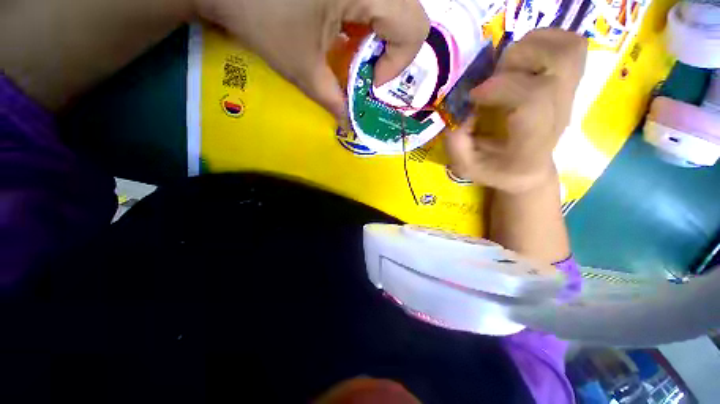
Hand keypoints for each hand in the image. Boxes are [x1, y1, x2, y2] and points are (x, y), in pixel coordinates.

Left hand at [197, 0, 429, 119]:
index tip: (370, 79)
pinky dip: (363, 21)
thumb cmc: (259, 15)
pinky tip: (341, 31)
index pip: (414, 28)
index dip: (397, 62)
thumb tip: (348, 123)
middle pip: (407, 17)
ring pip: (391, 7)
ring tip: (350, 51)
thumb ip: (332, 99)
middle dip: (389, 51)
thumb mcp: (302, 66)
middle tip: (364, 67)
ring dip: (376, 37)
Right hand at [445, 29, 586, 192]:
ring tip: (507, 67)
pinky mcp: (570, 84)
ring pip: (568, 48)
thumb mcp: (466, 166)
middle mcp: (559, 114)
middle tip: (493, 77)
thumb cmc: (496, 170)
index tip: (474, 96)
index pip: (535, 98)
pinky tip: (523, 59)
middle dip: (516, 60)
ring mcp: (569, 96)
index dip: (501, 86)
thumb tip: (461, 108)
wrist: (528, 171)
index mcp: (533, 142)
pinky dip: (545, 40)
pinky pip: (571, 45)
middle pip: (559, 62)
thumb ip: (456, 142)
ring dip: (531, 46)